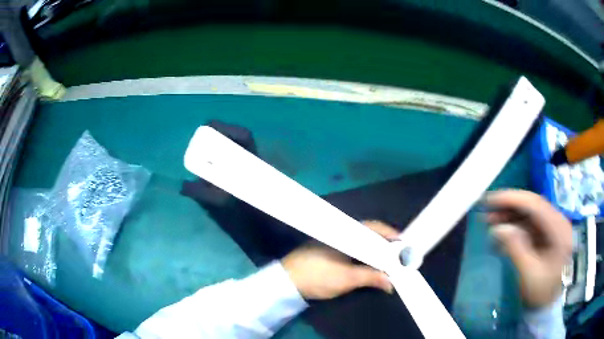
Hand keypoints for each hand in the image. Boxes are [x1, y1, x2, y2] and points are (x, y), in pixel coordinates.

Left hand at [281, 221, 398, 299]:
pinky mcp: (330, 249)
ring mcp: (335, 240)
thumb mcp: (347, 279)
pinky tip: (370, 264)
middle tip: (400, 257)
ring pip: (362, 242)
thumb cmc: (318, 276)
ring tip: (389, 262)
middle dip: (386, 245)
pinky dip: (364, 255)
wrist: (287, 282)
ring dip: (375, 251)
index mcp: (347, 232)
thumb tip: (391, 283)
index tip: (405, 247)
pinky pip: (354, 248)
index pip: (375, 228)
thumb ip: (371, 278)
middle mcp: (342, 232)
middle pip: (370, 234)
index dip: (391, 236)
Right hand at [486, 190, 572, 308]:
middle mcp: (558, 221)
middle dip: (510, 207)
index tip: (490, 200)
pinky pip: (532, 225)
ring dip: (512, 216)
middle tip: (488, 213)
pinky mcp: (550, 234)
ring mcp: (555, 227)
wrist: (555, 300)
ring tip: (492, 221)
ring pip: (532, 214)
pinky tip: (505, 233)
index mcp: (558, 228)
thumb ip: (516, 249)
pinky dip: (518, 226)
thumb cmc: (544, 291)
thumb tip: (498, 228)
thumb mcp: (530, 274)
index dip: (512, 199)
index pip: (534, 204)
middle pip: (533, 206)